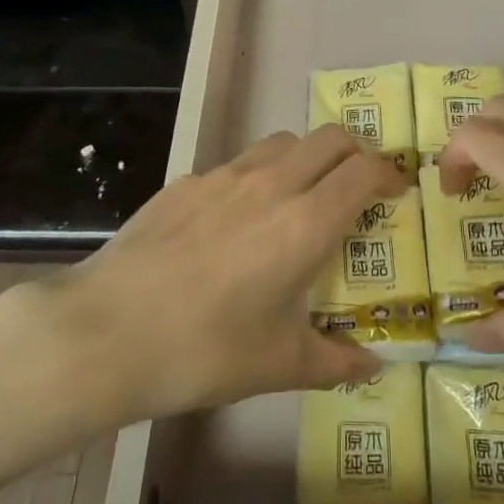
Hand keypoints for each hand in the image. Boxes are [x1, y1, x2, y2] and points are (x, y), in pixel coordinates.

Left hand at [50, 126, 404, 420]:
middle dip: (355, 154)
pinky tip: (236, 222)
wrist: (108, 330)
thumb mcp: (278, 364)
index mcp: (305, 222)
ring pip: (283, 141)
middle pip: (330, 137)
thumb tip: (372, 366)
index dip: (389, 175)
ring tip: (300, 198)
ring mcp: (224, 176)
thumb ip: (334, 360)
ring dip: (306, 158)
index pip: (364, 170)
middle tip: (356, 189)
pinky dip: (257, 178)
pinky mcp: (187, 181)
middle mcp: (271, 184)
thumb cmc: (205, 350)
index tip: (395, 194)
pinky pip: (237, 164)